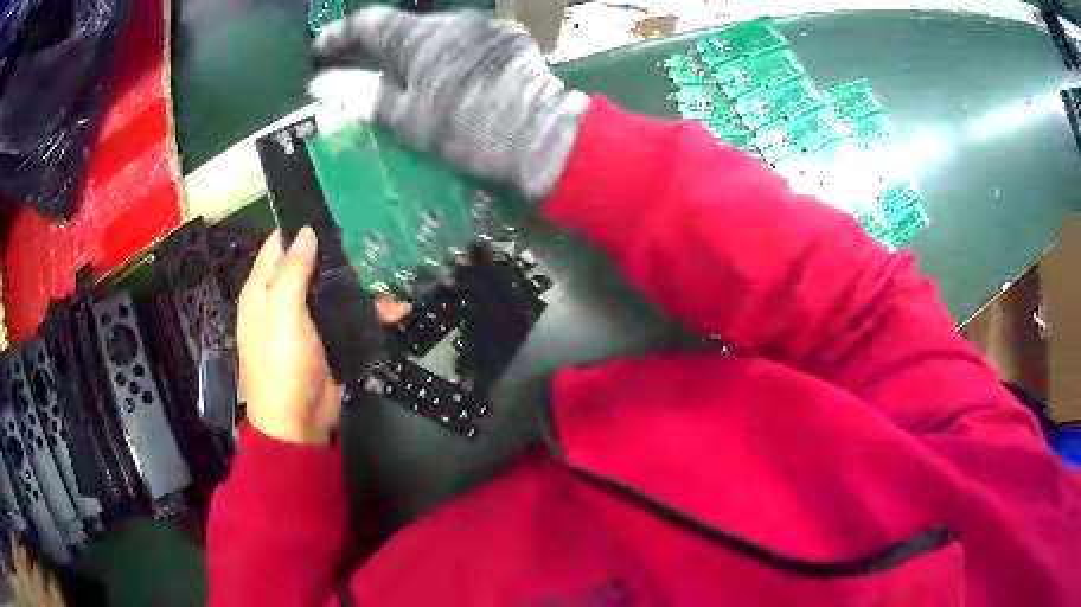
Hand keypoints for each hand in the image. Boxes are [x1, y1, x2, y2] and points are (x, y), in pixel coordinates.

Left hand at [237, 229, 411, 444]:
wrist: (298, 424)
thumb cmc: (281, 366)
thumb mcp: (282, 314)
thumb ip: (293, 271)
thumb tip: (305, 232)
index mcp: (263, 290)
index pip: (278, 246)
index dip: (299, 228)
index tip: (331, 210)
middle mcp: (283, 300)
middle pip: (309, 264)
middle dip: (336, 252)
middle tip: (369, 234)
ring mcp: (308, 320)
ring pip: (333, 289)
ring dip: (359, 283)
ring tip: (391, 270)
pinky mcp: (329, 338)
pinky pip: (349, 316)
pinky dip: (370, 312)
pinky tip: (396, 309)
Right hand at [313, 7, 589, 199]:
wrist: (542, 135)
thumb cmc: (468, 130)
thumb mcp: (407, 119)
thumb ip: (361, 96)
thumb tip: (320, 84)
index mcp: (419, 36)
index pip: (367, 23)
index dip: (339, 36)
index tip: (319, 50)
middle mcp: (451, 21)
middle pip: (401, 28)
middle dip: (375, 47)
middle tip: (355, 69)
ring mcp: (484, 27)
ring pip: (435, 34)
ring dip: (413, 52)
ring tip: (402, 79)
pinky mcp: (508, 40)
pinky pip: (465, 41)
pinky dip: (446, 55)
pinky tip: (446, 78)